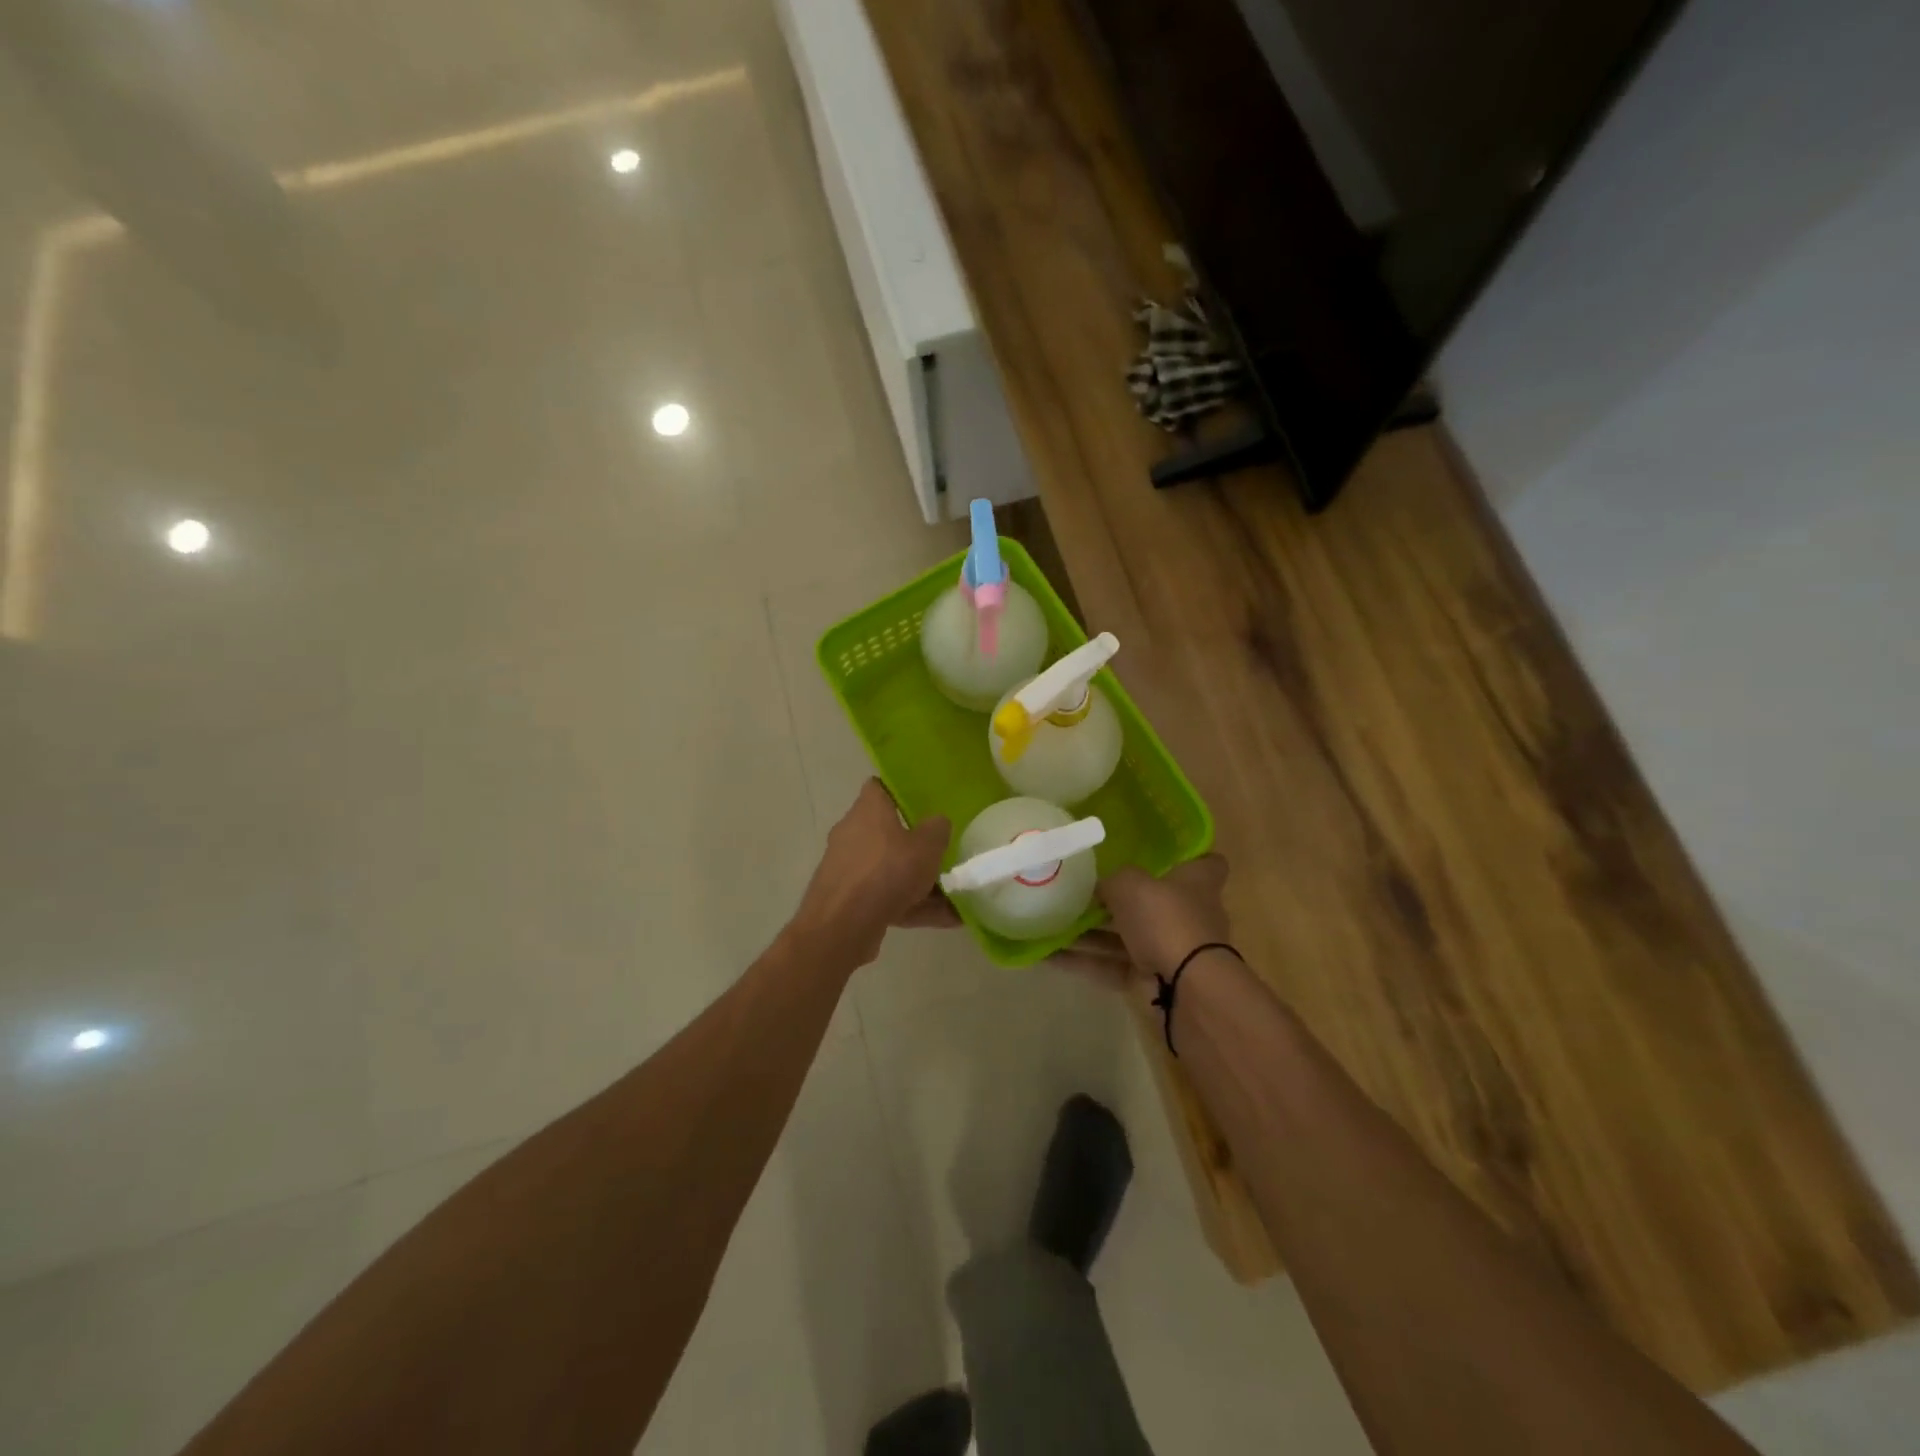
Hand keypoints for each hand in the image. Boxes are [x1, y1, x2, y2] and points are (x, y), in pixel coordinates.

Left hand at [793, 780, 951, 965]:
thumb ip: (937, 829)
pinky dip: (911, 906)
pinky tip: (944, 920)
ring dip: (918, 883)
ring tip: (954, 899)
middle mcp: (852, 833)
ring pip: (889, 869)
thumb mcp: (927, 846)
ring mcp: (847, 868)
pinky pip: (886, 897)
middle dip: (915, 845)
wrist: (843, 926)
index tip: (924, 802)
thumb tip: (937, 822)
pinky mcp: (847, 899)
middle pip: (887, 832)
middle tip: (942, 853)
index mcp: (868, 810)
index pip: (879, 787)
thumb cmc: (887, 871)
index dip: (900, 791)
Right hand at [1056, 855, 1231, 991]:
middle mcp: (1186, 914)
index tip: (1163, 852)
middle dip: (1120, 898)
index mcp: (1197, 883)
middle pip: (1154, 901)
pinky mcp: (1150, 980)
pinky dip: (1082, 960)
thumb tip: (1099, 888)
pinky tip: (1047, 954)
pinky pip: (1111, 965)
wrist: (1185, 988)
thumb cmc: (1166, 919)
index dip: (1189, 856)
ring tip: (1051, 921)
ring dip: (1090, 932)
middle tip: (1082, 888)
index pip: (1206, 863)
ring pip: (1125, 936)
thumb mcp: (1130, 883)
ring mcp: (1169, 950)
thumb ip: (1111, 881)